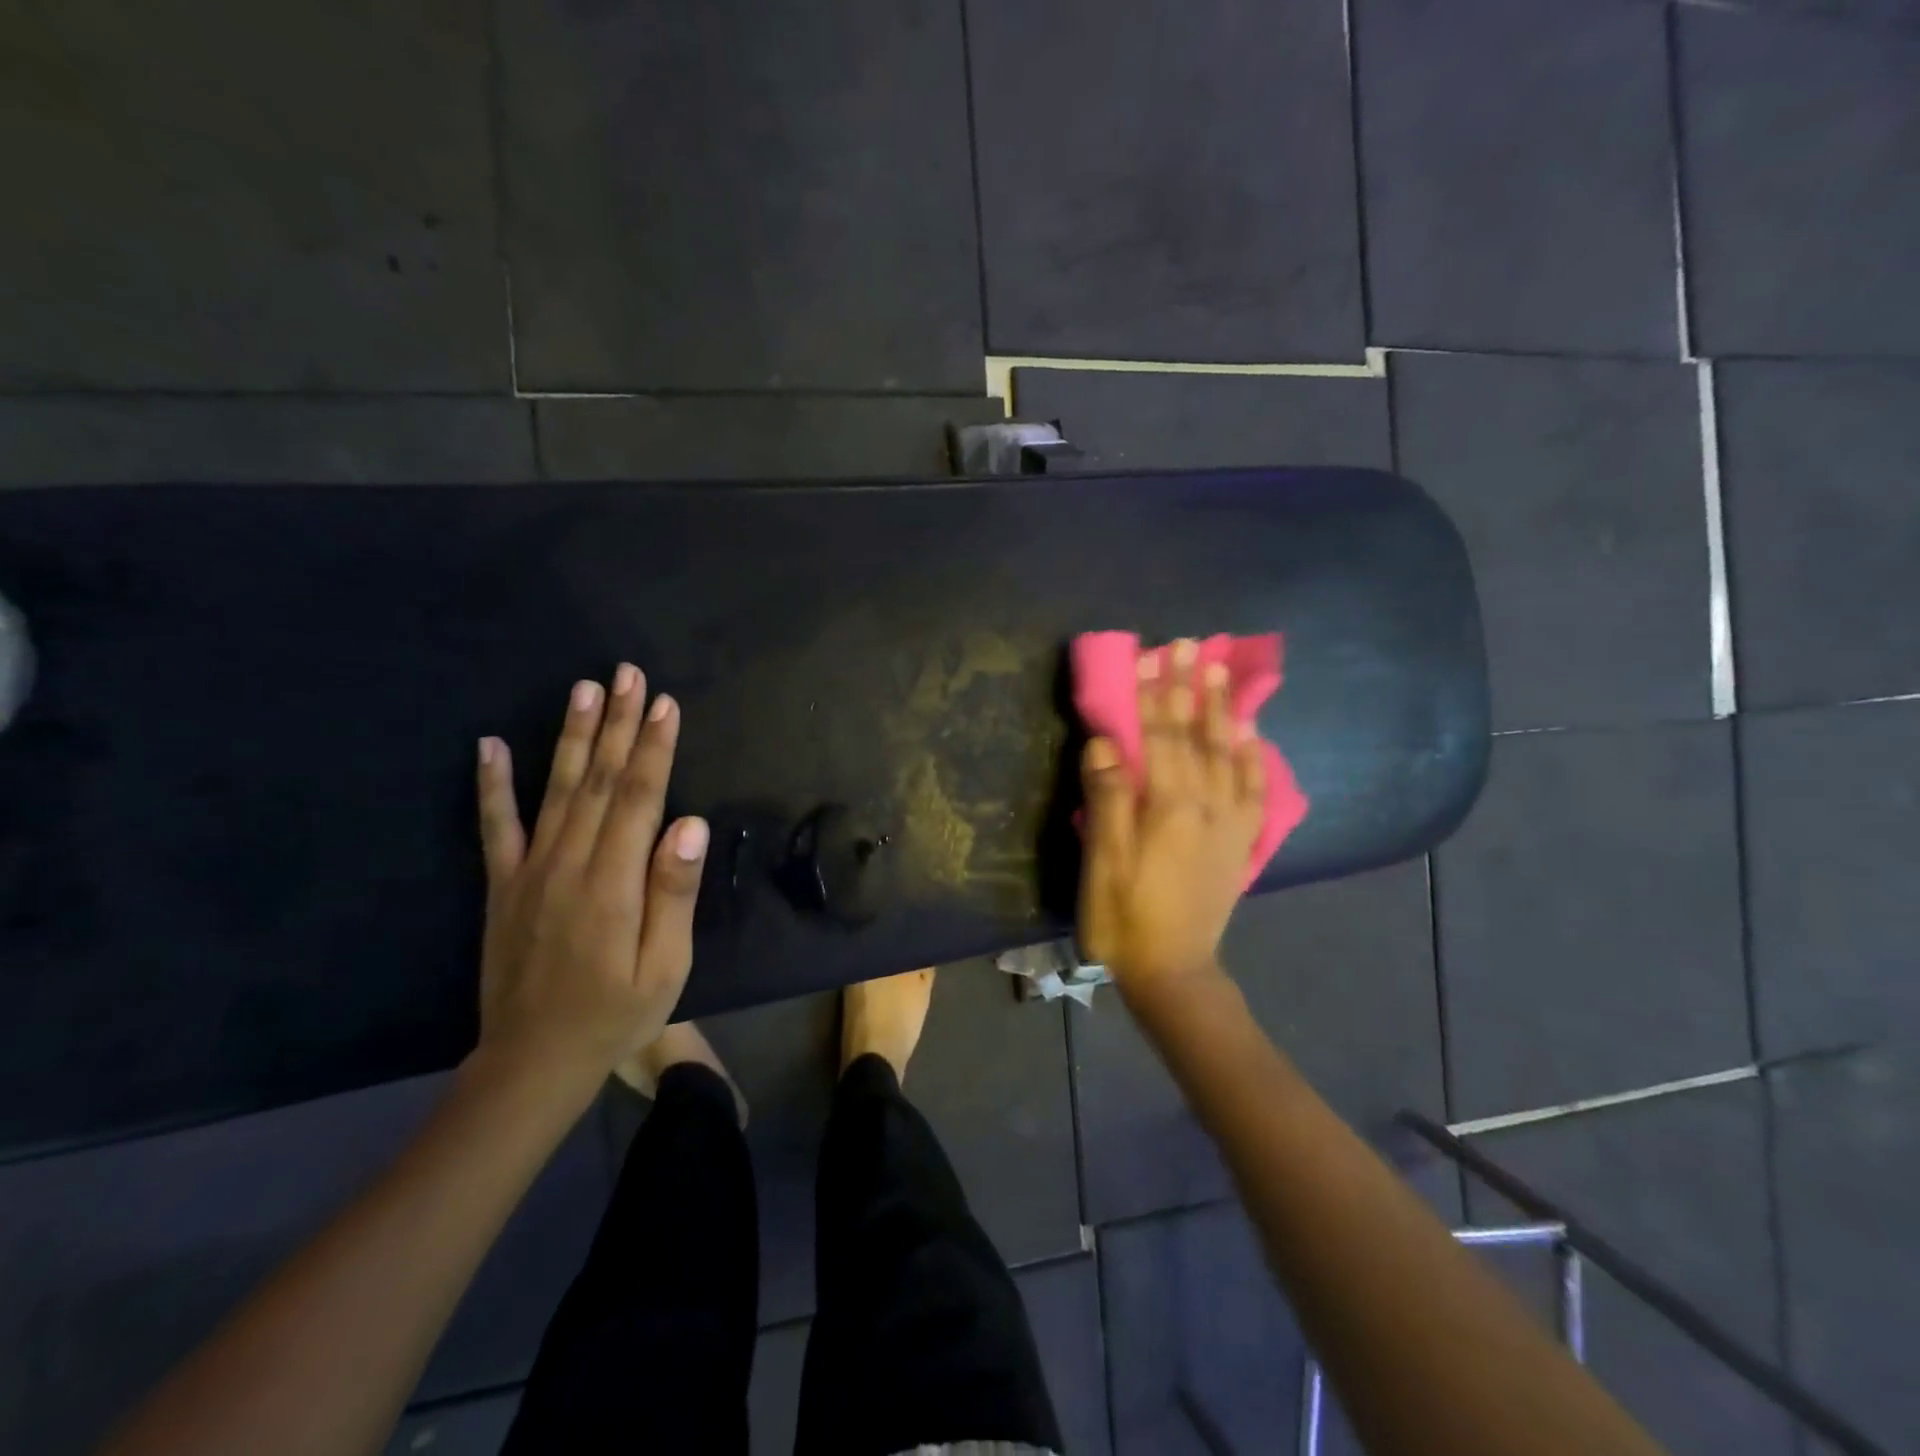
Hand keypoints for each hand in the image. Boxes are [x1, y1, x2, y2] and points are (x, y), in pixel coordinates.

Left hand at [473, 665, 708, 1102]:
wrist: (533, 1061)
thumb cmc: (616, 1013)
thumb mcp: (665, 966)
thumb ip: (673, 893)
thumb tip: (688, 825)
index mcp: (613, 883)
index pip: (639, 799)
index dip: (654, 748)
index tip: (665, 703)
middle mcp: (568, 864)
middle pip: (600, 781)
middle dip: (618, 724)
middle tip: (628, 674)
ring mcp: (529, 872)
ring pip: (556, 790)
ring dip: (572, 737)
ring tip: (583, 689)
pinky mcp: (503, 885)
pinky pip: (494, 827)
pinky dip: (491, 784)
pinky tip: (489, 745)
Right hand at [1079, 640, 1265, 988]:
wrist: (1173, 971)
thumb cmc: (1124, 916)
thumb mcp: (1102, 861)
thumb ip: (1107, 799)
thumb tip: (1105, 742)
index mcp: (1168, 806)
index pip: (1158, 735)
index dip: (1151, 692)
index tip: (1148, 652)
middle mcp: (1206, 804)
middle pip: (1195, 735)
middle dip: (1190, 686)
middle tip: (1191, 644)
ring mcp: (1229, 823)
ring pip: (1228, 754)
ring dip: (1222, 709)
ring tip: (1221, 671)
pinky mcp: (1240, 843)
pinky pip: (1254, 791)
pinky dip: (1254, 758)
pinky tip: (1253, 735)